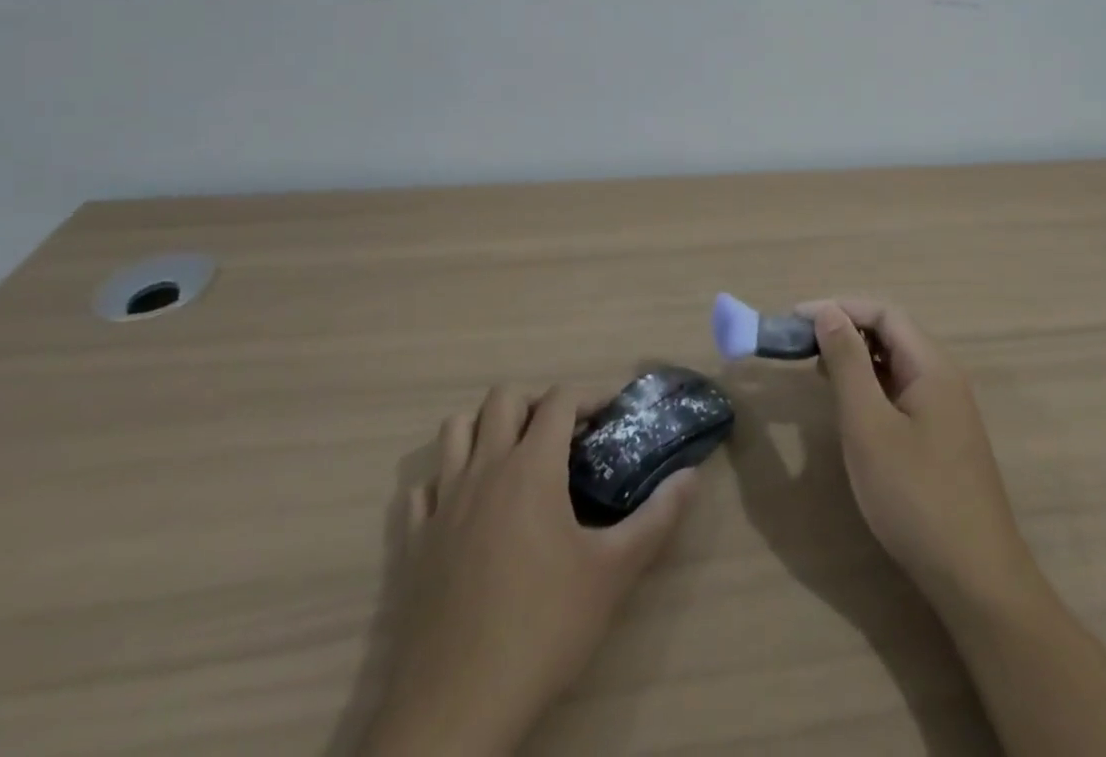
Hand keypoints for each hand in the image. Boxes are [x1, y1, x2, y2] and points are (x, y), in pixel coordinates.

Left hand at [364, 385, 697, 756]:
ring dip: (486, 429)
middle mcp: (484, 470)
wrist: (455, 709)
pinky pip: (424, 489)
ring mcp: (443, 505)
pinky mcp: (413, 543)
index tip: (610, 416)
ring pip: (455, 431)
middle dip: (536, 403)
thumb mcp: (613, 573)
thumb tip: (692, 476)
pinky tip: (468, 508)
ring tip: (515, 457)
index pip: (559, 399)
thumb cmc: (543, 629)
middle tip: (563, 435)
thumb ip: (656, 518)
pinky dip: (446, 481)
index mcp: (531, 468)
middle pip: (502, 399)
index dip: (588, 396)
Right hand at [802, 298, 1043, 619]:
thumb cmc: (916, 496)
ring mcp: (946, 408)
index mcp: (932, 365)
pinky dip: (870, 386)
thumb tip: (828, 312)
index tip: (796, 319)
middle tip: (801, 344)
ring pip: (895, 364)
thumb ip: (848, 364)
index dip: (839, 308)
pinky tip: (849, 406)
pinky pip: (900, 392)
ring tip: (816, 369)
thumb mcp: (869, 426)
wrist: (976, 578)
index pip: (883, 312)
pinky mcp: (941, 437)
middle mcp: (943, 377)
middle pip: (891, 333)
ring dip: (856, 358)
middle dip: (845, 330)